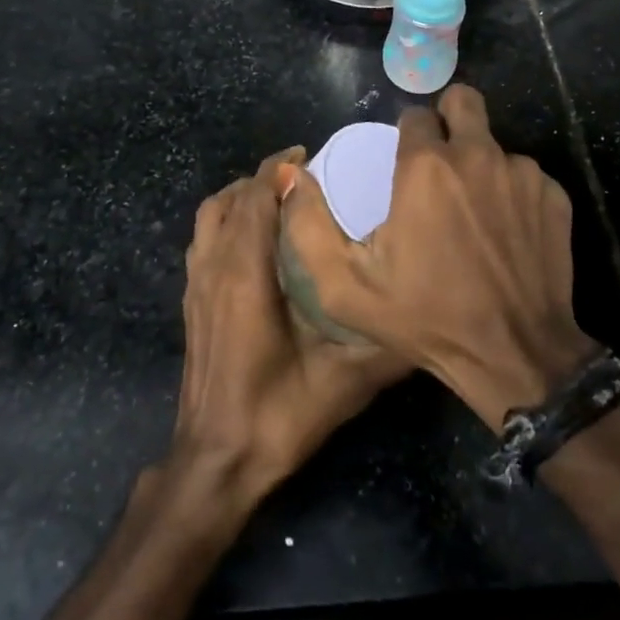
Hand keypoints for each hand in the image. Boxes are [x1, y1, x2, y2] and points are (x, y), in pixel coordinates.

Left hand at [170, 149, 409, 505]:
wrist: (216, 462)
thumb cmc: (277, 415)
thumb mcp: (343, 381)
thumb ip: (387, 344)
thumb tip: (428, 312)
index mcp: (245, 274)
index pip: (256, 198)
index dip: (279, 170)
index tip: (310, 156)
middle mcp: (215, 267)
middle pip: (232, 199)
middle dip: (264, 176)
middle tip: (304, 174)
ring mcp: (197, 284)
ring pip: (210, 215)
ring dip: (240, 196)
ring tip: (277, 196)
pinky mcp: (191, 301)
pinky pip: (203, 238)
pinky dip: (225, 219)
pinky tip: (253, 238)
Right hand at [279, 85, 595, 431]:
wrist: (513, 355)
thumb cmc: (425, 317)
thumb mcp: (345, 285)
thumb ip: (308, 224)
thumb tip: (293, 173)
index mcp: (426, 166)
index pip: (415, 114)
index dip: (407, 135)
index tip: (405, 164)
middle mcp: (477, 155)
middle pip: (463, 101)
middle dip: (450, 118)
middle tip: (442, 160)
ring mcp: (522, 173)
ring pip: (495, 144)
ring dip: (481, 165)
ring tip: (474, 214)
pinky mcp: (555, 196)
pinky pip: (526, 176)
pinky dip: (513, 193)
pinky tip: (505, 233)